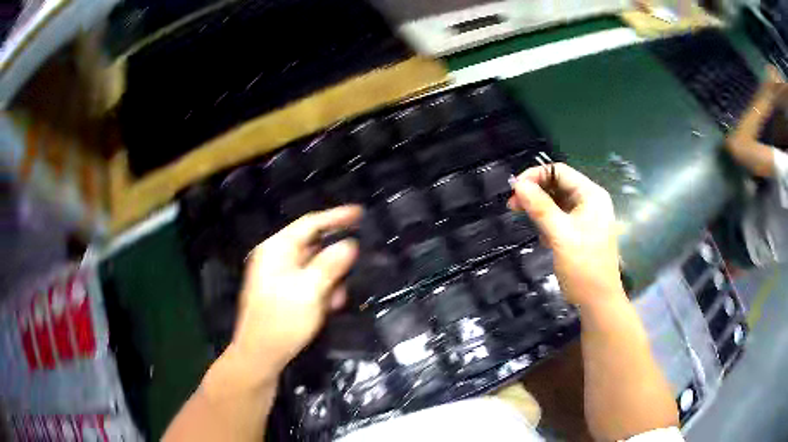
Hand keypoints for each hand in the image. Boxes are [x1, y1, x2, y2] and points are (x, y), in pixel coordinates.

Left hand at [230, 206, 361, 378]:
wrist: (260, 356)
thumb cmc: (282, 320)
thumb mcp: (310, 290)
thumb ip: (331, 264)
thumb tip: (350, 244)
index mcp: (276, 249)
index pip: (310, 224)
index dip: (336, 217)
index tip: (360, 213)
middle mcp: (276, 258)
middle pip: (312, 245)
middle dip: (335, 258)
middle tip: (356, 266)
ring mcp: (278, 277)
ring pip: (313, 267)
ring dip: (330, 279)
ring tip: (338, 297)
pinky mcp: (283, 294)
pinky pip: (308, 283)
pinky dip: (321, 291)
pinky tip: (329, 306)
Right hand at [508, 163, 623, 306]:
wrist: (597, 301)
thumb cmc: (583, 267)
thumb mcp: (560, 235)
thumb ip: (540, 207)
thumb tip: (518, 184)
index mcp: (591, 195)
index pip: (559, 172)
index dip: (535, 176)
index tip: (514, 190)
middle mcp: (590, 201)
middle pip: (558, 185)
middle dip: (535, 193)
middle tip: (512, 206)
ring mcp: (586, 217)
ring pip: (557, 202)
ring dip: (539, 209)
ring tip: (525, 220)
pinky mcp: (581, 232)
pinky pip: (560, 218)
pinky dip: (548, 222)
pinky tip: (543, 238)